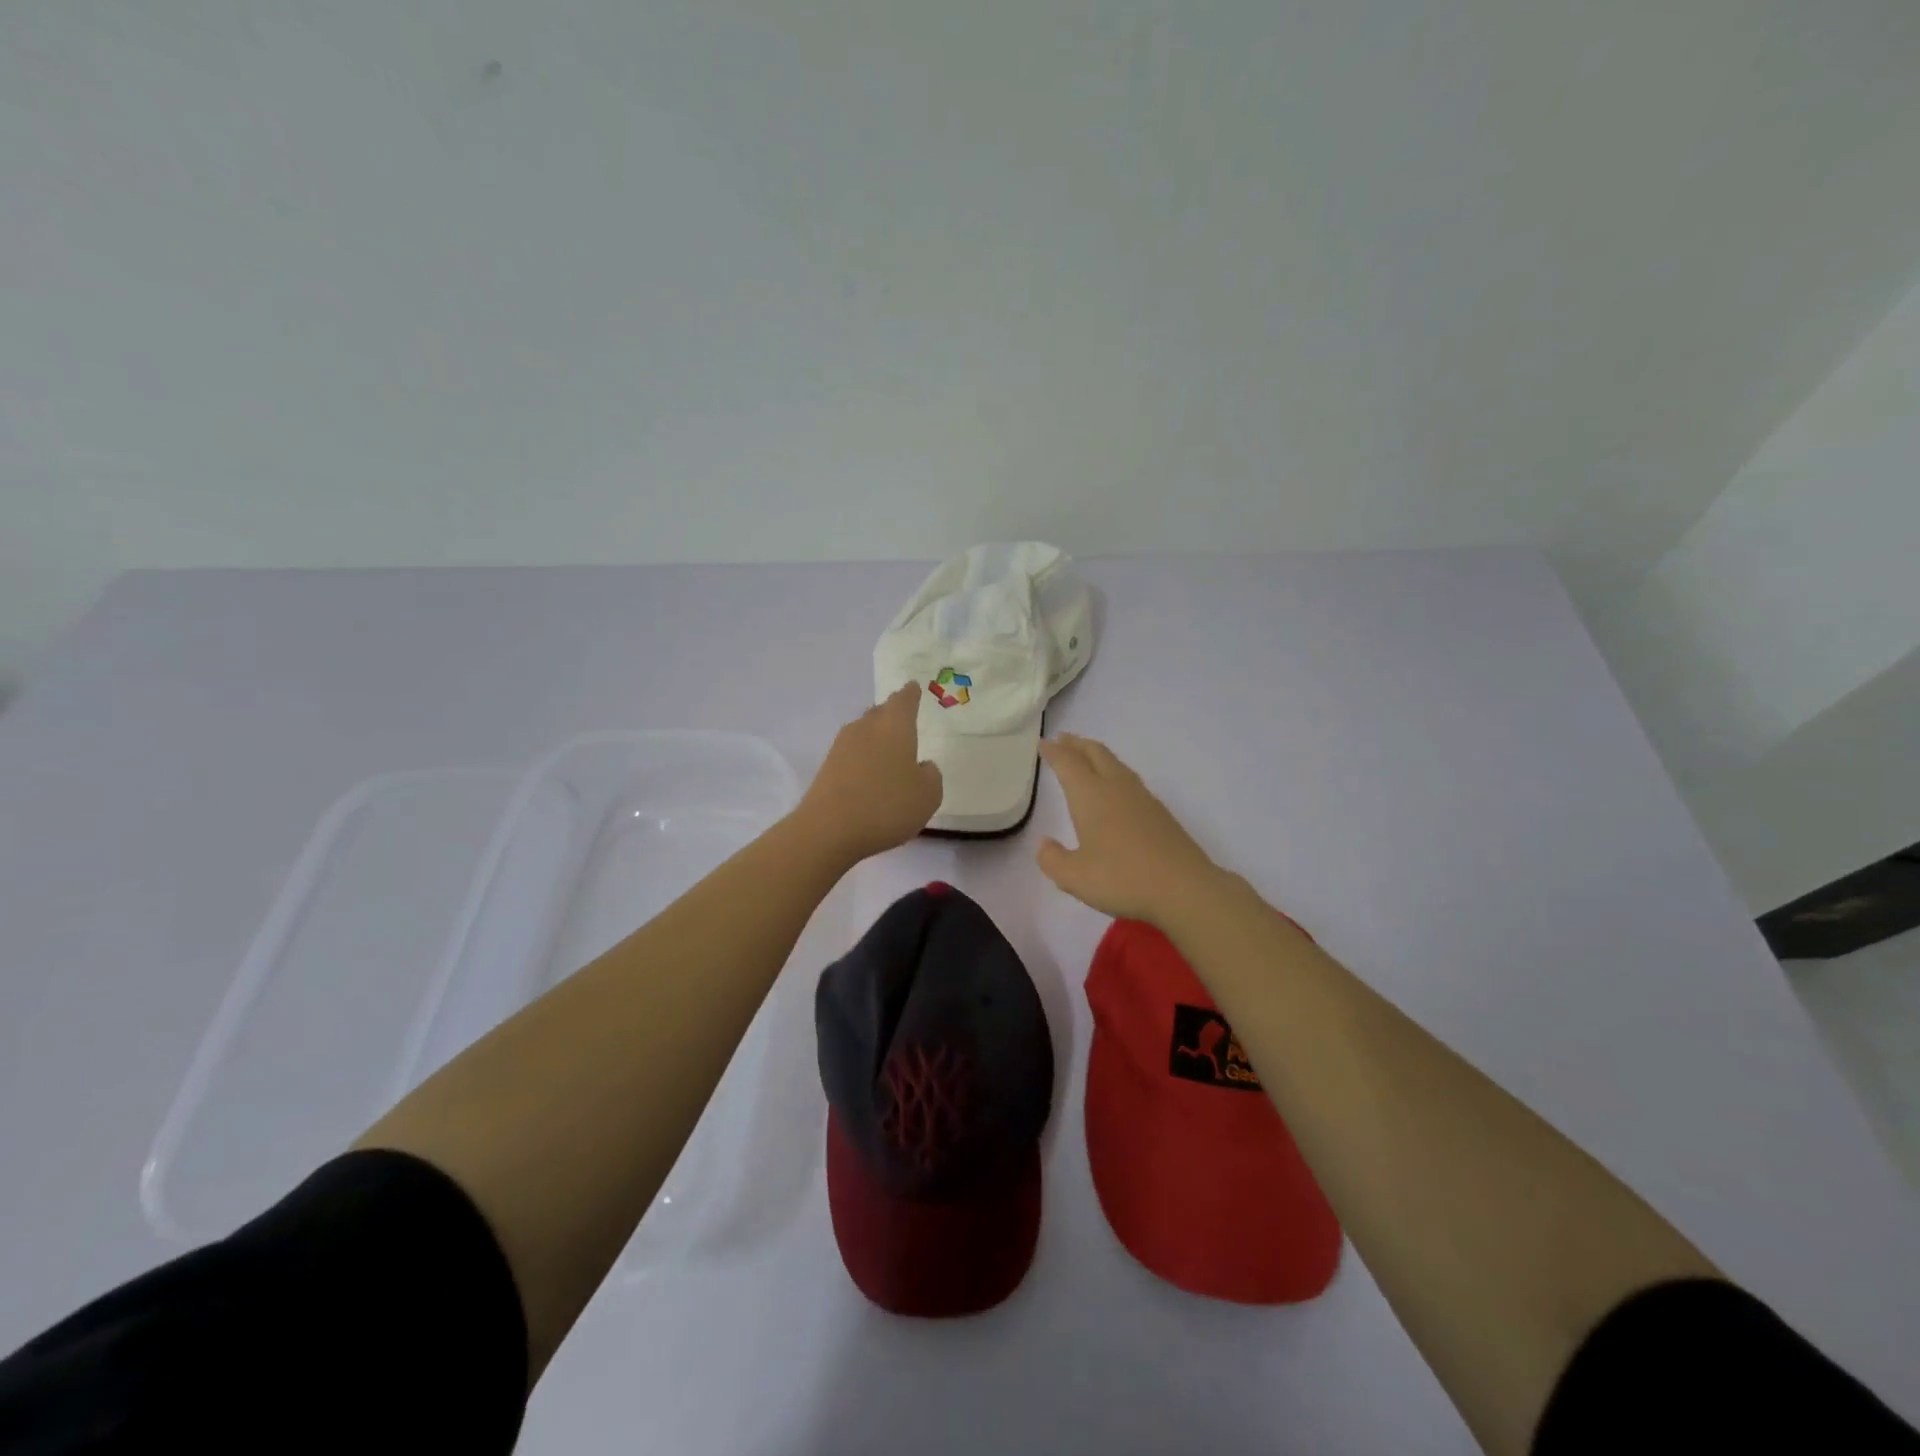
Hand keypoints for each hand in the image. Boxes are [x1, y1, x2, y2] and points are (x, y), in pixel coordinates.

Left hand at [798, 683, 942, 862]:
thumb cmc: (886, 805)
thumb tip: (922, 766)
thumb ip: (931, 776)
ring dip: (875, 736)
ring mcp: (841, 747)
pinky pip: (851, 754)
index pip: (904, 701)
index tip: (913, 687)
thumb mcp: (927, 795)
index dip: (911, 694)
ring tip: (888, 747)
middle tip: (903, 717)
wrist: (828, 829)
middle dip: (892, 713)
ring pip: (863, 731)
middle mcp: (866, 728)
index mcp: (894, 727)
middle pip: (879, 712)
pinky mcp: (827, 768)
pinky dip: (862, 758)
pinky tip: (869, 773)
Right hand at [1036, 734, 1221, 925]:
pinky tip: (1116, 788)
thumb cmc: (1123, 879)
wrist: (1184, 888)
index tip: (1044, 742)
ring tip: (1087, 757)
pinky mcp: (1160, 813)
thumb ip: (1052, 859)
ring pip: (1116, 764)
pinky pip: (1130, 780)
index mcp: (1091, 796)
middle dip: (1077, 744)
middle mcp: (1116, 788)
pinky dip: (1115, 772)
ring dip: (1097, 755)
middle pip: (1095, 754)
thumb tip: (1044, 843)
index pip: (1068, 763)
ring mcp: (1142, 798)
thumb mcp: (1074, 877)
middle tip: (1063, 739)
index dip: (1054, 751)